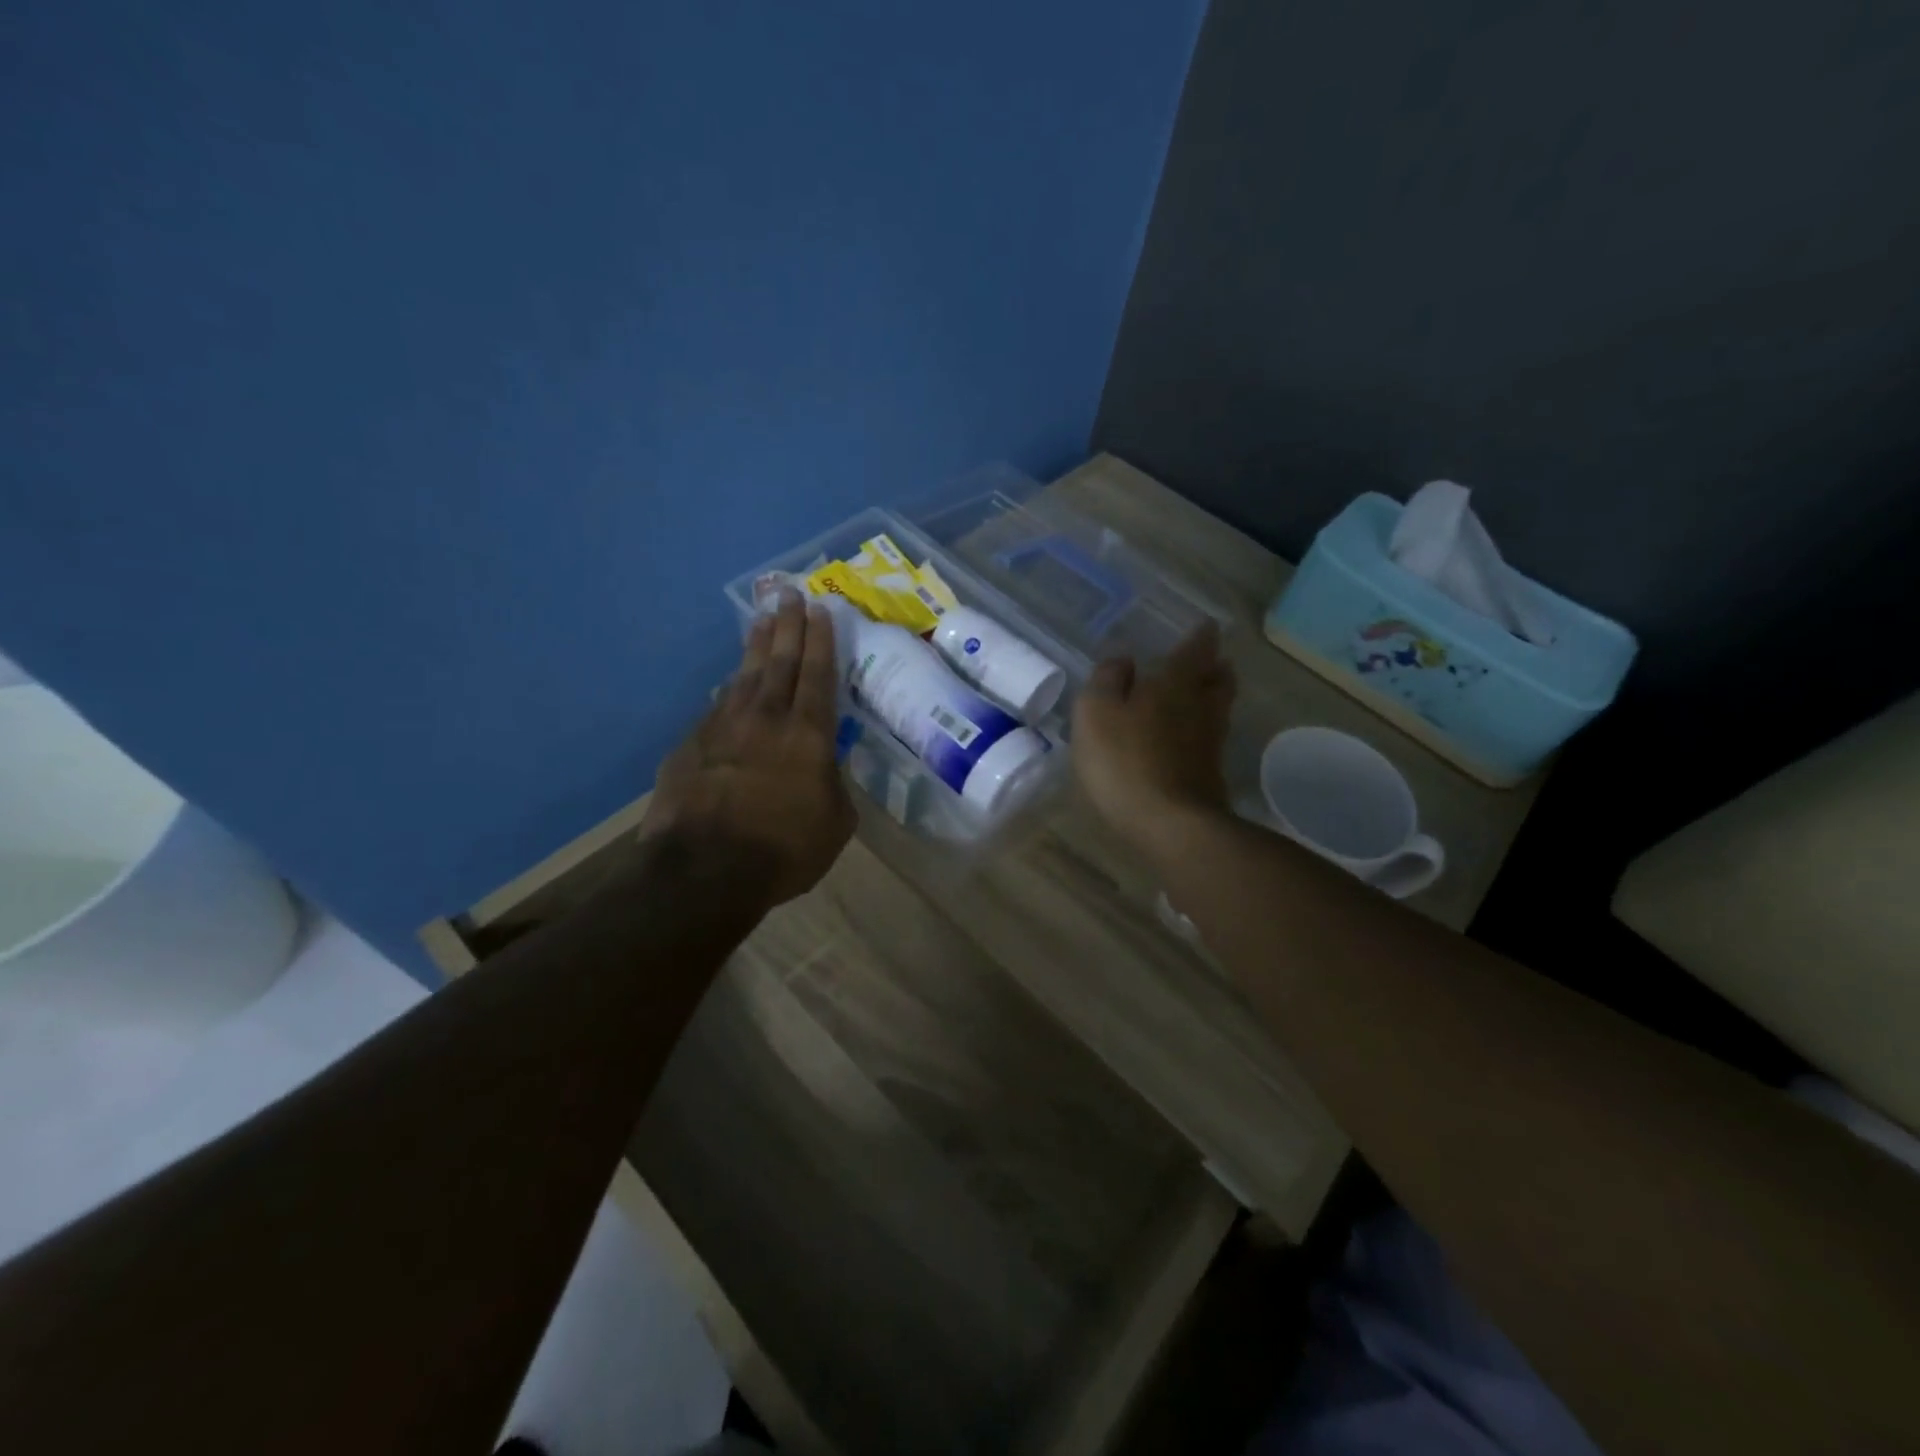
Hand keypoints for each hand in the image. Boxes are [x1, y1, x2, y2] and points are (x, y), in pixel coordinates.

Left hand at [641, 591, 856, 907]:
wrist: (703, 870)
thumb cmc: (783, 850)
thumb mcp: (835, 823)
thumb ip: (833, 786)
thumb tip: (823, 769)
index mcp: (807, 734)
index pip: (817, 674)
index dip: (820, 640)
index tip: (820, 610)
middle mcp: (765, 718)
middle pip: (779, 661)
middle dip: (787, 625)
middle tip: (789, 594)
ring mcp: (722, 727)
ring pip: (744, 676)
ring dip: (755, 646)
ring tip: (761, 622)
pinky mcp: (690, 744)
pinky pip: (716, 708)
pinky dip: (729, 691)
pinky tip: (730, 685)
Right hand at [1072, 624, 1236, 861]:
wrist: (1170, 825)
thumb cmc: (1125, 760)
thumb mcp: (1096, 713)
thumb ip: (1107, 681)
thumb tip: (1123, 660)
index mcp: (1174, 684)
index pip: (1195, 650)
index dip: (1199, 637)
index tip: (1205, 626)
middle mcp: (1201, 707)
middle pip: (1219, 679)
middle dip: (1215, 667)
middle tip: (1209, 661)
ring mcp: (1211, 743)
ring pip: (1219, 709)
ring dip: (1214, 697)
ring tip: (1201, 694)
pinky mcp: (1211, 776)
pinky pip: (1211, 740)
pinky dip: (1203, 731)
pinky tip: (1190, 738)